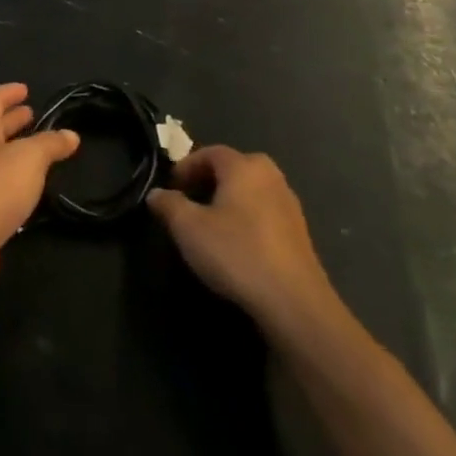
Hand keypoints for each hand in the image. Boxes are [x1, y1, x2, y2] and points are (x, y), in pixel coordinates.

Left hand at [0, 83, 78, 300]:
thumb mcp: (30, 159)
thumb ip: (50, 144)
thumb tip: (70, 134)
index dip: (9, 92)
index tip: (25, 89)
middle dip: (11, 119)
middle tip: (33, 115)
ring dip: (12, 148)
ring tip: (36, 149)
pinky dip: (10, 177)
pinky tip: (26, 187)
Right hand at [147, 146, 349, 346]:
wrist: (294, 303)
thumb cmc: (237, 253)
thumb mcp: (188, 228)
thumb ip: (168, 205)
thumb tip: (156, 194)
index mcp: (244, 166)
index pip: (209, 152)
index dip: (186, 166)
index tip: (171, 188)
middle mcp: (270, 176)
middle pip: (233, 168)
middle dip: (208, 180)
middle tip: (189, 201)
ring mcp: (289, 204)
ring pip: (250, 191)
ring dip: (228, 200)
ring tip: (210, 224)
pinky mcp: (300, 233)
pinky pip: (265, 212)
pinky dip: (247, 218)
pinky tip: (237, 244)